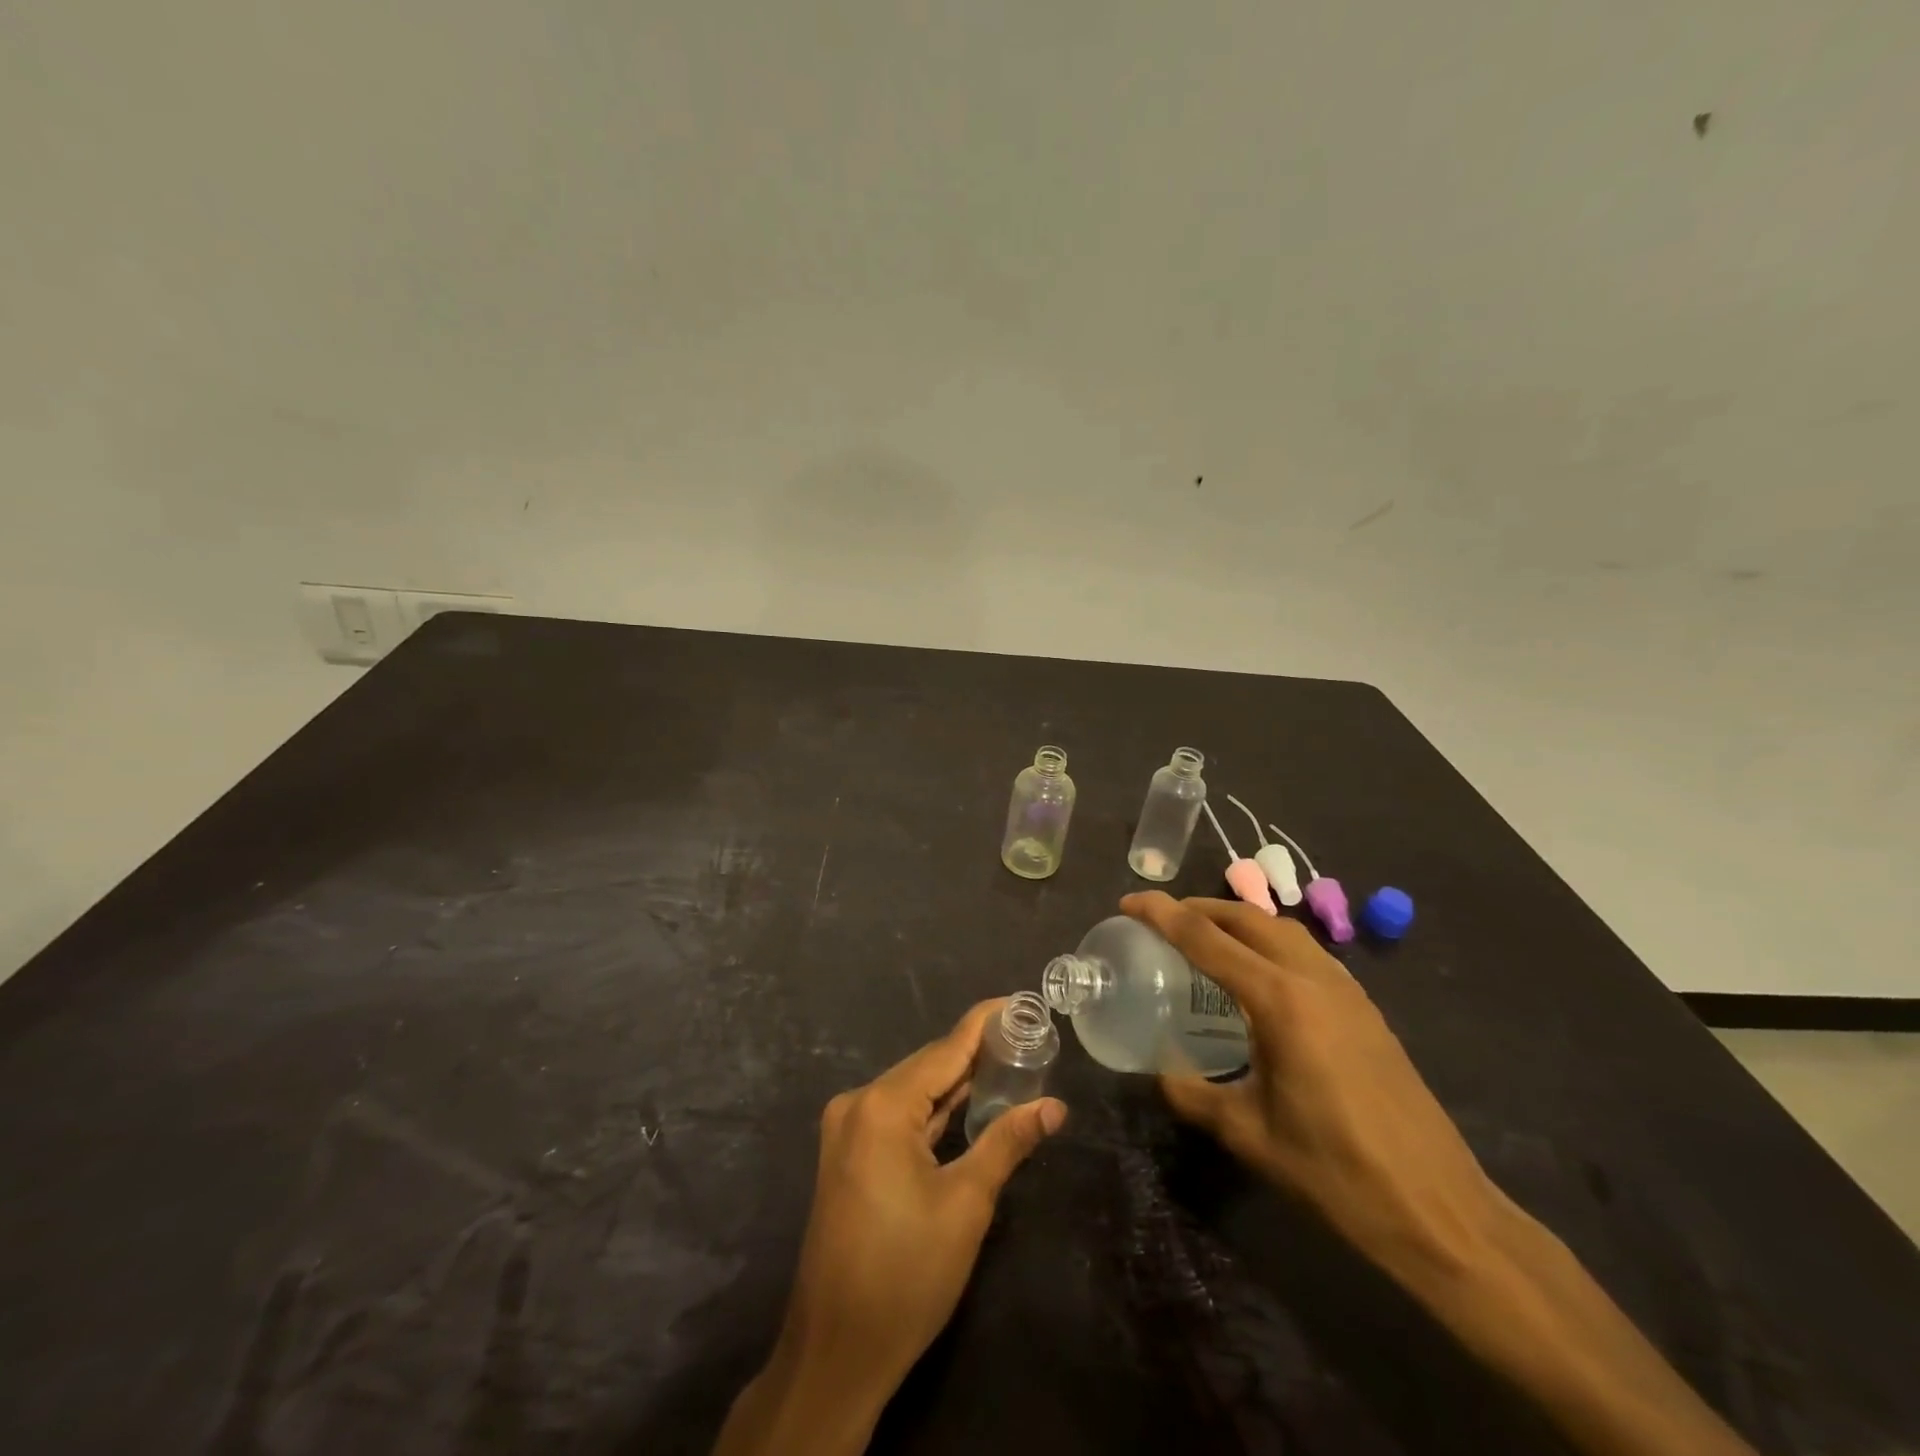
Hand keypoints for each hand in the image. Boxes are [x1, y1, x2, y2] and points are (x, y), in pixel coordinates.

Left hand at [714, 1000, 1066, 1454]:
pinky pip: (898, 1115)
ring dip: (955, 1083)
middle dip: (975, 1054)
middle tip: (1025, 1039)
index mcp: (882, 1105)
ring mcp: (847, 1129)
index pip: (945, 1049)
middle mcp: (858, 1103)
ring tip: (1007, 1063)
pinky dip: (933, 1109)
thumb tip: (1053, 1107)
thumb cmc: (906, 1275)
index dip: (983, 1024)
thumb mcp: (966, 1204)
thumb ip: (1007, 1143)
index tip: (1018, 1003)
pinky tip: (966, 1103)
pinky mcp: (848, 1153)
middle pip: (927, 1066)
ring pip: (913, 1091)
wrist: (836, 1352)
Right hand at [1121, 892, 1505, 1287]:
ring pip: (1283, 930)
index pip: (1208, 938)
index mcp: (1280, 1002)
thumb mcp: (1249, 1135)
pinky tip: (1257, 976)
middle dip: (1200, 907)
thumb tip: (1161, 1073)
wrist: (1440, 1211)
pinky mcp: (1365, 1009)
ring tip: (1204, 938)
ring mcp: (1347, 991)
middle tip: (1161, 919)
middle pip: (1248, 918)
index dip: (1163, 914)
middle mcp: (1314, 979)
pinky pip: (1306, 953)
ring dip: (1238, 921)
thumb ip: (1195, 1095)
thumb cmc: (1336, 1172)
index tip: (1129, 903)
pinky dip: (1270, 943)